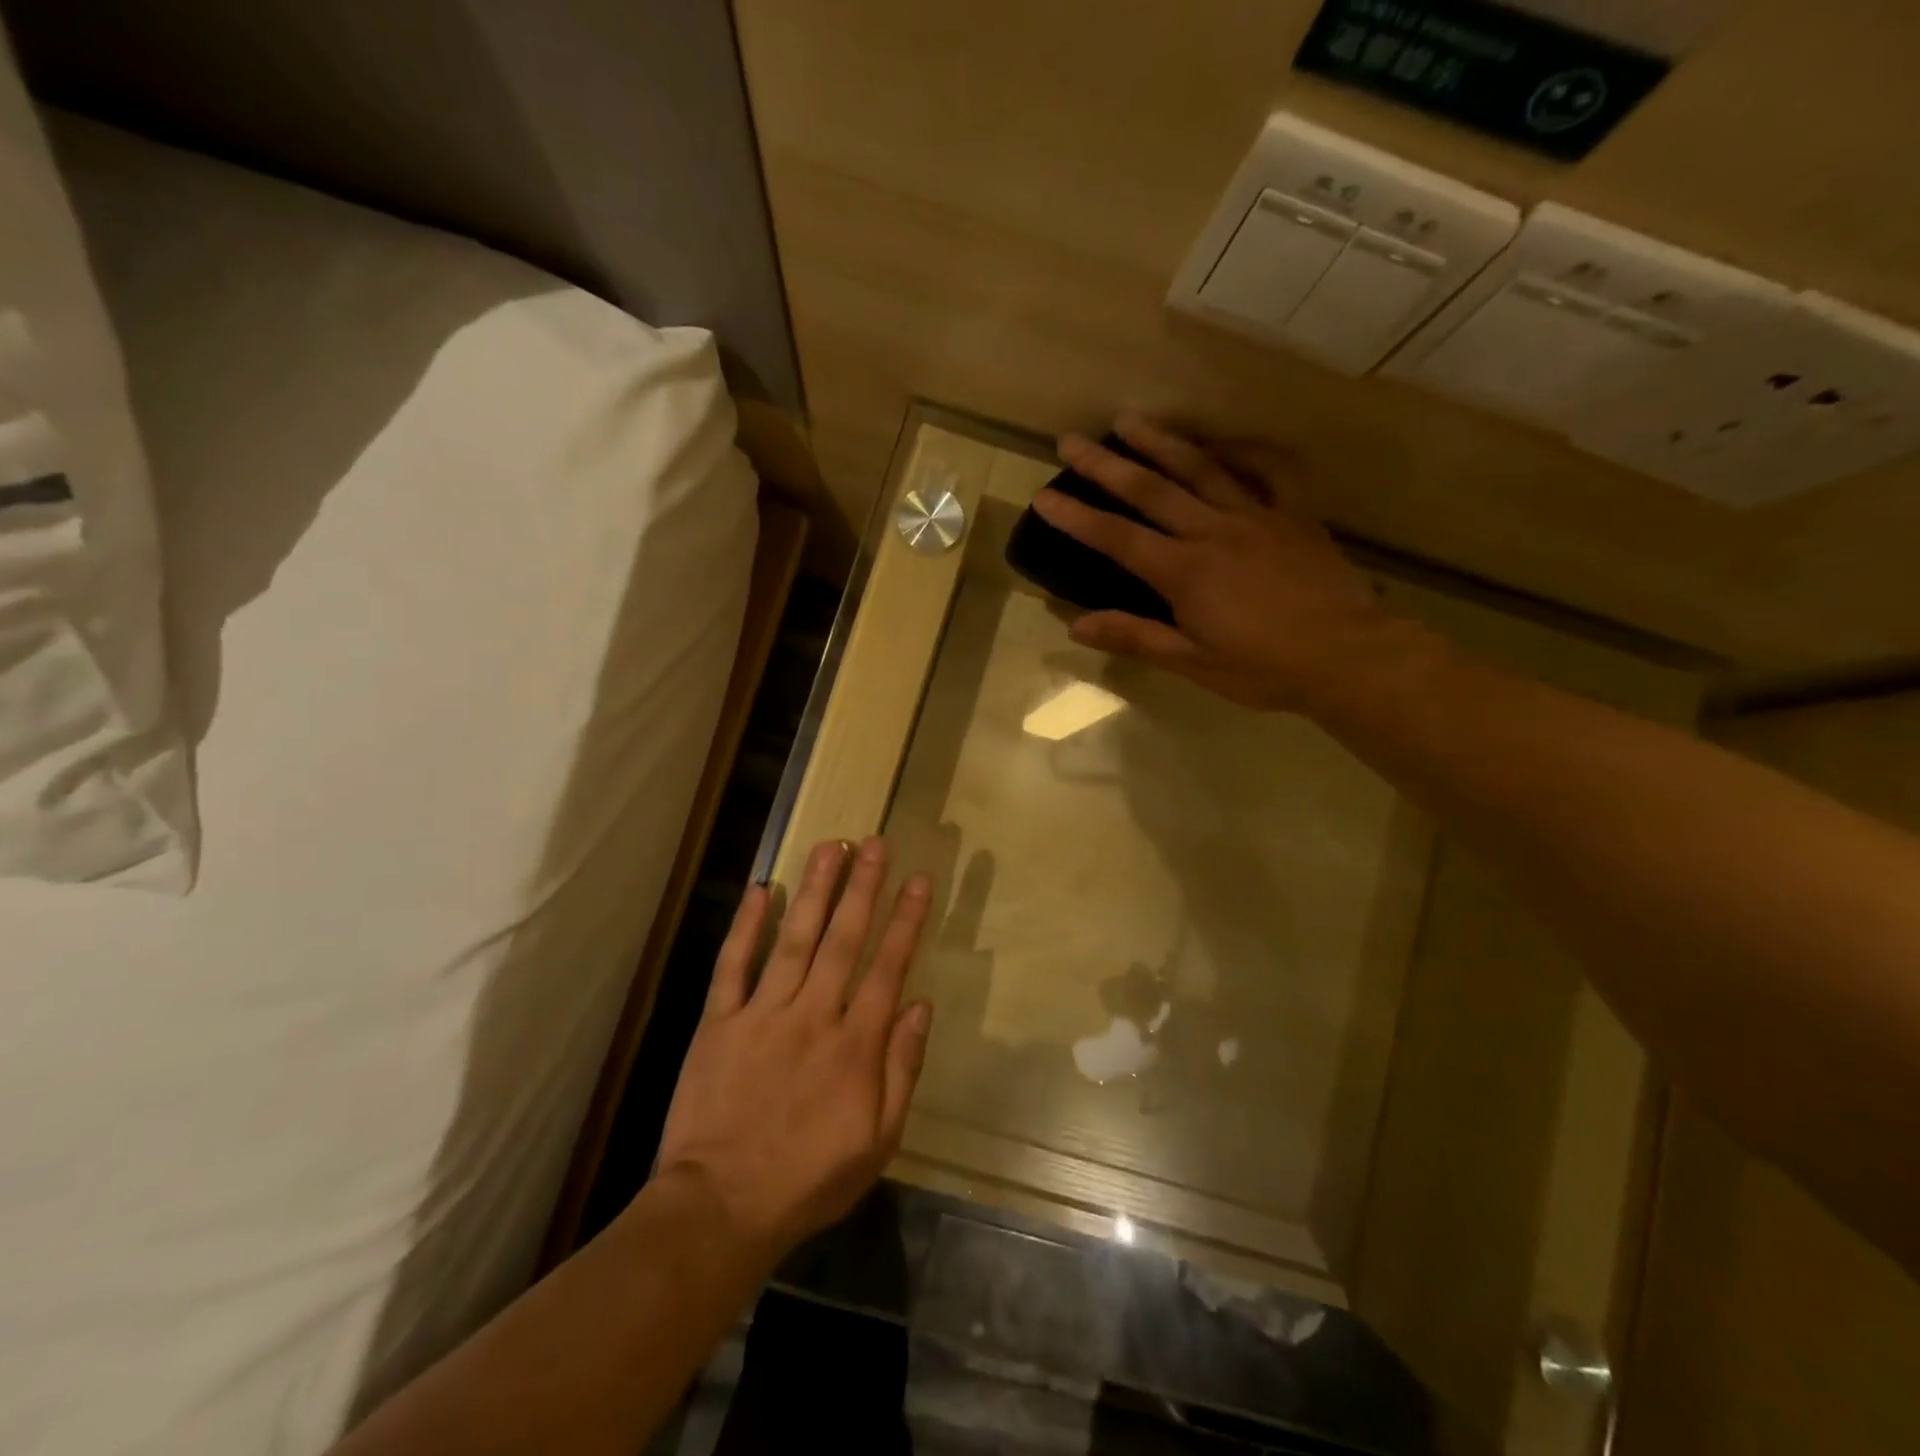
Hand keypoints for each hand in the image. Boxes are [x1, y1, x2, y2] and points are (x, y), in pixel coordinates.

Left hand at [654, 837, 932, 1265]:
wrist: (720, 1209)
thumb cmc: (808, 1180)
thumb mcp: (877, 1141)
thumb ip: (901, 1069)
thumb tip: (920, 1006)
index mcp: (855, 1045)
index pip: (888, 967)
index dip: (906, 920)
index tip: (918, 879)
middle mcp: (813, 1015)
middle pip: (843, 939)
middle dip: (863, 887)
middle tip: (875, 842)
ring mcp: (763, 1014)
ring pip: (794, 939)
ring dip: (814, 890)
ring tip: (830, 847)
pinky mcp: (719, 1022)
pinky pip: (734, 965)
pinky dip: (746, 926)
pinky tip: (759, 890)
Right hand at [1034, 416, 1430, 714]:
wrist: (1347, 656)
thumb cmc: (1264, 668)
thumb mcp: (1193, 662)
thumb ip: (1135, 636)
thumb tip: (1076, 624)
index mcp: (1184, 571)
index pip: (1118, 538)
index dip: (1077, 517)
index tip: (1044, 496)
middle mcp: (1213, 531)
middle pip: (1151, 490)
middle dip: (1106, 464)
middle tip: (1071, 439)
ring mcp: (1256, 516)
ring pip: (1201, 468)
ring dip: (1162, 441)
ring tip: (1131, 420)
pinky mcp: (1292, 515)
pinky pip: (1267, 472)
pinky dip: (1244, 452)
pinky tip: (1224, 441)